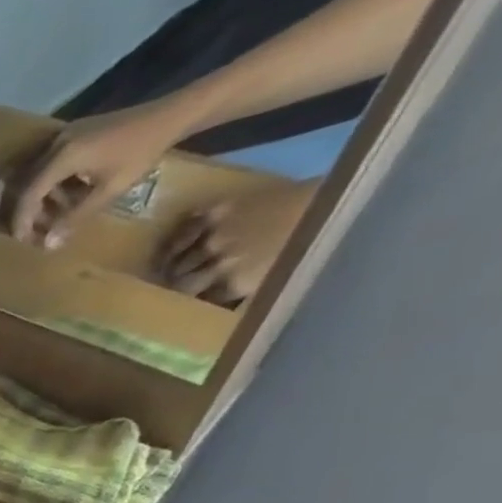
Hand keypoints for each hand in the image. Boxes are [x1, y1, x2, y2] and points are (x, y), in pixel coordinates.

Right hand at [9, 99, 196, 246]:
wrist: (169, 114)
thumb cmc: (141, 153)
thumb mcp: (109, 190)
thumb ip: (75, 217)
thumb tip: (48, 245)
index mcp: (63, 156)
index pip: (30, 193)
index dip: (22, 220)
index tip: (22, 241)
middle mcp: (57, 144)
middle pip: (30, 184)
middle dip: (30, 212)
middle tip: (37, 234)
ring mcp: (65, 136)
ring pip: (40, 175)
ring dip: (43, 199)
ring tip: (55, 218)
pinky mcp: (74, 134)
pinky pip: (52, 165)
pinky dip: (53, 185)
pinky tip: (66, 197)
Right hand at [158, 177, 315, 304]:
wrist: (338, 197)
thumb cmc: (318, 242)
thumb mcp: (284, 277)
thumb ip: (252, 292)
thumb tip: (227, 303)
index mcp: (237, 283)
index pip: (200, 300)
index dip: (193, 303)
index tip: (187, 305)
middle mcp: (219, 263)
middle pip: (182, 283)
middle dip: (175, 288)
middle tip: (170, 290)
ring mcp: (217, 235)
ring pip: (178, 259)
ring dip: (170, 267)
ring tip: (164, 272)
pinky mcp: (219, 210)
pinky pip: (184, 229)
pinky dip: (174, 240)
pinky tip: (170, 247)